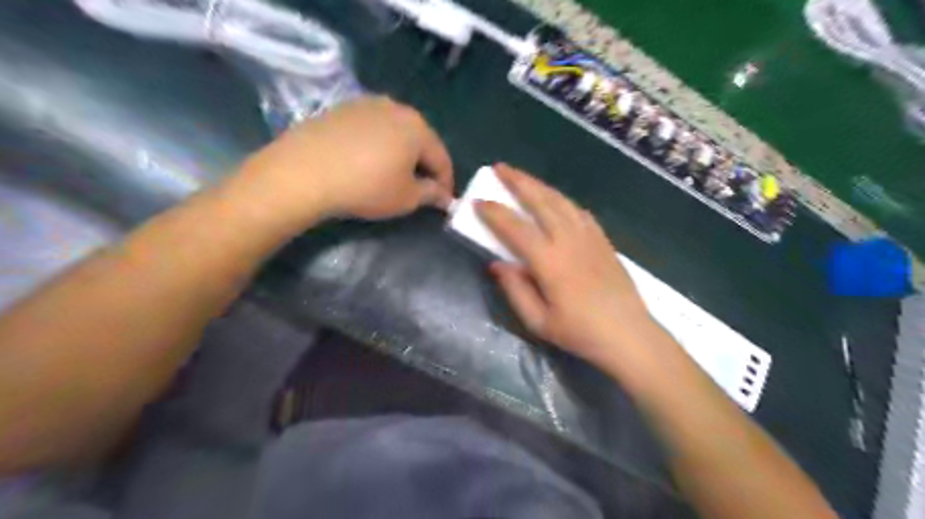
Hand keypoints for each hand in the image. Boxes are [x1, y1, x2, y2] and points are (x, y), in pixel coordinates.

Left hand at [237, 98, 453, 224]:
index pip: (441, 157)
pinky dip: (377, 146)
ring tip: (394, 175)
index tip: (444, 201)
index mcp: (417, 127)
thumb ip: (431, 194)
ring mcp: (365, 105)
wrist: (304, 173)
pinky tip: (367, 163)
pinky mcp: (341, 110)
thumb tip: (443, 195)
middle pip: (419, 140)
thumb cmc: (365, 187)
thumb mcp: (406, 198)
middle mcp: (396, 108)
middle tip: (421, 188)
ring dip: (400, 153)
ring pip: (395, 132)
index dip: (446, 182)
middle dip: (424, 165)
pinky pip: (371, 129)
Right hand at [477, 163, 657, 365]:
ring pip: (561, 201)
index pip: (516, 228)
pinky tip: (555, 200)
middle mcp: (569, 241)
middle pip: (541, 202)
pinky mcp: (603, 240)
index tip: (478, 201)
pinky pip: (579, 212)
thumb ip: (515, 290)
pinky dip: (562, 200)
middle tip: (499, 168)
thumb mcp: (539, 321)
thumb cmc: (580, 333)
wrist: (628, 335)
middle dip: (518, 182)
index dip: (495, 213)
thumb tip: (497, 264)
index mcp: (550, 262)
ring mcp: (589, 237)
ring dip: (539, 185)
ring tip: (523, 177)